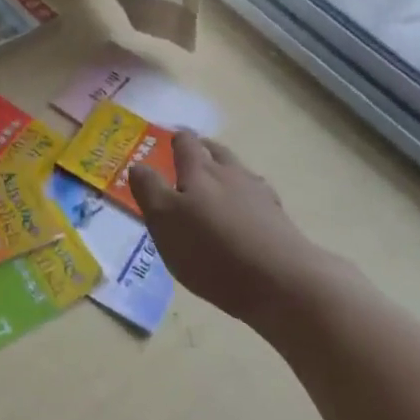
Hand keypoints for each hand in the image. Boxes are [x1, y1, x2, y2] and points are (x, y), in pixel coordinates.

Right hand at [129, 131, 325, 324]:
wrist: (281, 280)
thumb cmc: (211, 249)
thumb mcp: (164, 221)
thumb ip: (149, 190)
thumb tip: (138, 165)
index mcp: (199, 171)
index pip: (187, 144)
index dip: (176, 139)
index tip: (169, 138)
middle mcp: (231, 174)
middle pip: (217, 152)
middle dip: (203, 150)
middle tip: (191, 154)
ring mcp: (259, 196)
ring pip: (239, 172)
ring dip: (226, 171)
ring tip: (216, 182)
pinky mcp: (279, 220)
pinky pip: (257, 198)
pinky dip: (246, 198)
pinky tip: (244, 212)